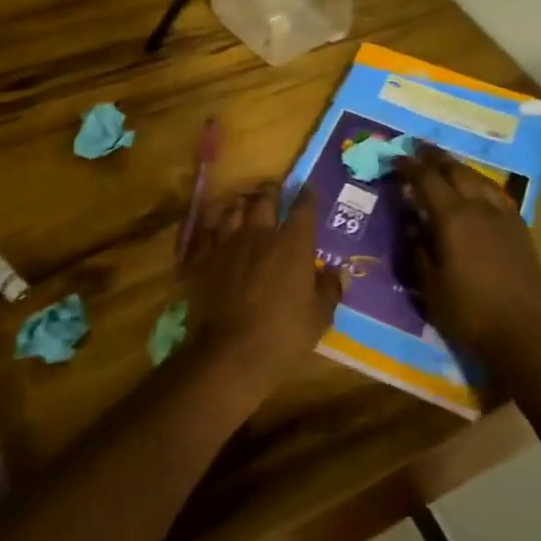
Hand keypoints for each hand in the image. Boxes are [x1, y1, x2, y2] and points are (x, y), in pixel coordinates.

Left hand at [182, 185, 343, 402]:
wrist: (229, 353)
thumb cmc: (284, 335)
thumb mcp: (319, 317)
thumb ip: (329, 290)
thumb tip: (337, 273)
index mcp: (292, 245)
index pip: (303, 209)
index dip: (307, 195)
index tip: (308, 187)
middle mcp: (259, 235)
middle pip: (264, 201)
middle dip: (271, 192)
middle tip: (273, 190)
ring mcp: (227, 245)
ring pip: (232, 211)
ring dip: (240, 205)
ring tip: (243, 204)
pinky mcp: (202, 260)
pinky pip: (206, 234)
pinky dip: (212, 229)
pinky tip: (214, 231)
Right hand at [395, 144, 540, 361]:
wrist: (525, 333)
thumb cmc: (469, 312)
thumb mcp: (430, 284)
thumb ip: (418, 248)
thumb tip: (412, 223)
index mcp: (452, 217)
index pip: (427, 180)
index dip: (410, 167)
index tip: (397, 158)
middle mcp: (479, 207)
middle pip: (456, 171)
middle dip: (436, 158)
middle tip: (420, 150)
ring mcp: (503, 216)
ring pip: (479, 179)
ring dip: (459, 168)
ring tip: (446, 166)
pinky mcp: (520, 228)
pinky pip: (496, 194)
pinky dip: (480, 184)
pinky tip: (477, 191)